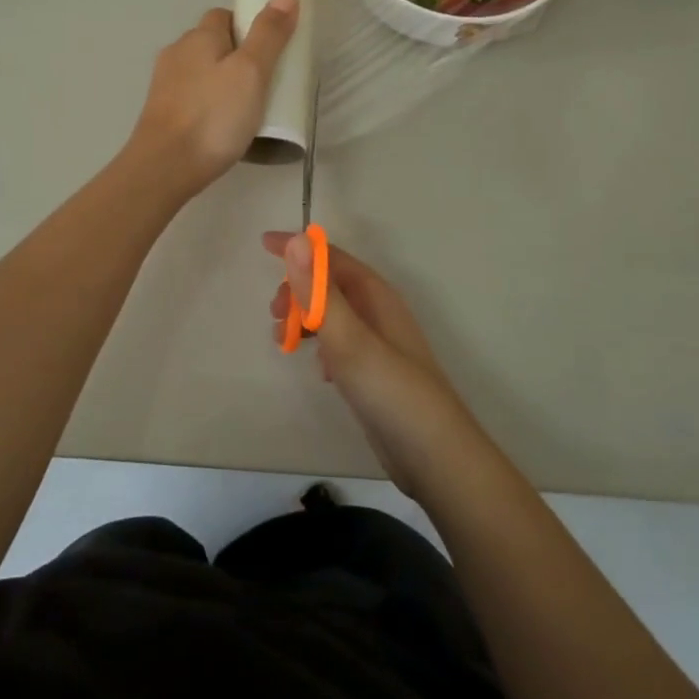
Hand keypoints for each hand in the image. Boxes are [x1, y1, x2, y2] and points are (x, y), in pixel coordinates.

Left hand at [130, 0, 298, 196]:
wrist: (164, 167)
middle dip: (237, 56)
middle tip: (265, 82)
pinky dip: (208, 105)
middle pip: (212, 44)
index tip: (270, 51)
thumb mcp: (251, 72)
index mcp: (198, 37)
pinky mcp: (161, 113)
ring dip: (222, 82)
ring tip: (247, 108)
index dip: (248, 26)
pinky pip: (192, 98)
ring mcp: (165, 85)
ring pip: (201, 72)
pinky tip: (222, 127)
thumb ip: (268, 34)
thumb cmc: (213, 116)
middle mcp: (176, 53)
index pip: (224, 15)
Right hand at [264, 231, 479, 499]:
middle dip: (298, 290)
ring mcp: (379, 345)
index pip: (332, 257)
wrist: (435, 458)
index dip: (299, 248)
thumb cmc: (391, 391)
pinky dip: (322, 346)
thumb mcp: (349, 339)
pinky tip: (319, 372)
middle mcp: (379, 313)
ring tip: (284, 343)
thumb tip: (296, 240)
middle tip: (274, 316)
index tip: (263, 244)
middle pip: (331, 285)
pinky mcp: (375, 373)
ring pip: (333, 316)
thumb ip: (321, 292)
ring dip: (306, 319)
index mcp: (376, 296)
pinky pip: (340, 344)